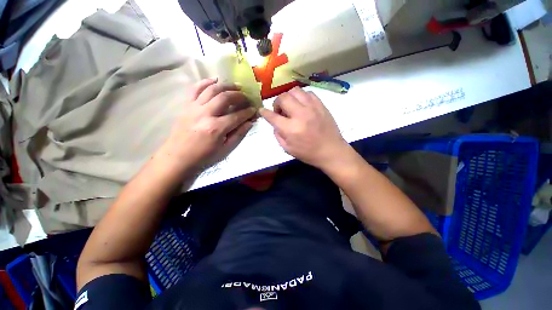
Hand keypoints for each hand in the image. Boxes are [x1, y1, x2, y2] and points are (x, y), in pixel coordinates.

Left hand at [158, 78, 256, 173]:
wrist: (178, 156)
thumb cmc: (204, 156)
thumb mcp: (225, 149)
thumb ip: (238, 134)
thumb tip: (249, 123)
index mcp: (217, 128)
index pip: (237, 115)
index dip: (248, 111)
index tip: (254, 109)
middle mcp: (206, 114)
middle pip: (225, 97)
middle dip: (239, 95)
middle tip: (246, 97)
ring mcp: (194, 107)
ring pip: (212, 89)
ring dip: (226, 86)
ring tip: (235, 86)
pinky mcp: (186, 105)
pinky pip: (195, 89)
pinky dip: (205, 82)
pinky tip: (214, 79)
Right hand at [259, 87, 348, 168]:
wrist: (331, 151)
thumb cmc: (308, 153)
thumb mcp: (288, 149)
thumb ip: (278, 135)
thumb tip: (275, 123)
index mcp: (291, 129)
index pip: (272, 116)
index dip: (264, 112)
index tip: (262, 110)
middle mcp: (300, 115)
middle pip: (283, 98)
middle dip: (277, 103)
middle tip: (280, 111)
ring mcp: (312, 108)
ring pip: (295, 91)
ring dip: (289, 97)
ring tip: (291, 106)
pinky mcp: (321, 105)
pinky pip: (308, 93)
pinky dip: (301, 97)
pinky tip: (302, 105)